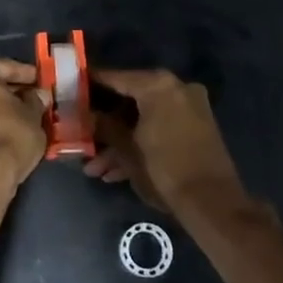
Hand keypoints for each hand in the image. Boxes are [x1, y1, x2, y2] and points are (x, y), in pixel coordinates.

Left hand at [0, 58, 46, 196]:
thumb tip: (38, 95)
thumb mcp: (32, 115)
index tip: (40, 80)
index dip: (26, 75)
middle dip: (9, 91)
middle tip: (32, 98)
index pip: (5, 67)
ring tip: (20, 116)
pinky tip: (4, 130)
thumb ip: (35, 100)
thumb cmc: (9, 134)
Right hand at [84, 70, 242, 213]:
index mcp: (158, 85)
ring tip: (94, 168)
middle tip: (80, 135)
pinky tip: (115, 173)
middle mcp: (176, 89)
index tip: (70, 88)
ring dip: (119, 142)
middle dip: (104, 124)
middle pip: (130, 100)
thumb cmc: (164, 168)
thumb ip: (103, 126)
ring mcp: (189, 109)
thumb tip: (85, 115)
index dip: (90, 84)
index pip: (115, 78)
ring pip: (144, 119)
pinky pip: (160, 129)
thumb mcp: (125, 148)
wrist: (213, 204)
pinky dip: (140, 145)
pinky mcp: (196, 130)